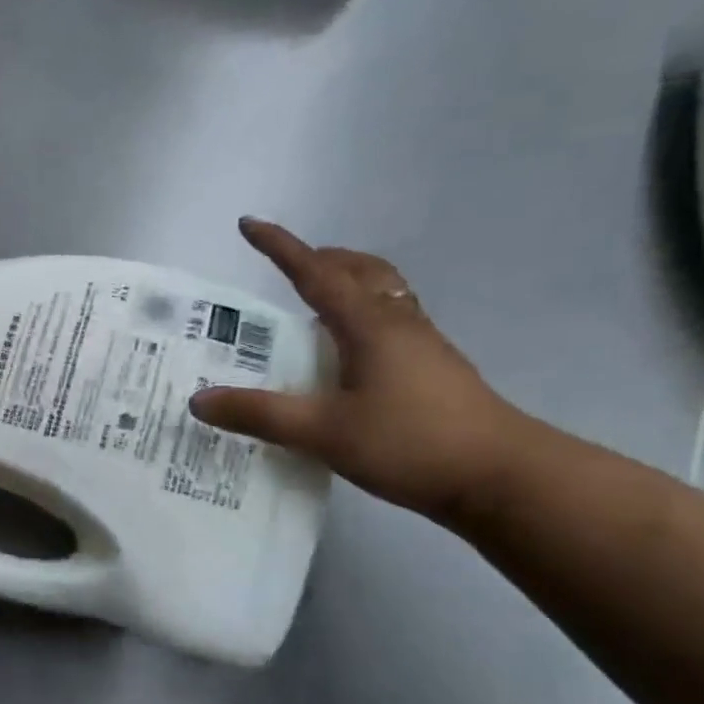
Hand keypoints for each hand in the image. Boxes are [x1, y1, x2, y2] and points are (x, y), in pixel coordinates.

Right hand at [190, 219, 532, 525]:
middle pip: (361, 271)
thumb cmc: (412, 443)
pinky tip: (347, 357)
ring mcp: (423, 346)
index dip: (279, 247)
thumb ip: (260, 415)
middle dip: (322, 259)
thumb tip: (198, 400)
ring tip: (313, 308)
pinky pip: (392, 323)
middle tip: (288, 268)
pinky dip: (362, 317)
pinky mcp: (435, 371)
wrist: (505, 478)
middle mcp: (397, 323)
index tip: (249, 224)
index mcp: (368, 325)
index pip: (315, 273)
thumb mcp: (324, 432)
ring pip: (382, 294)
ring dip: (347, 285)